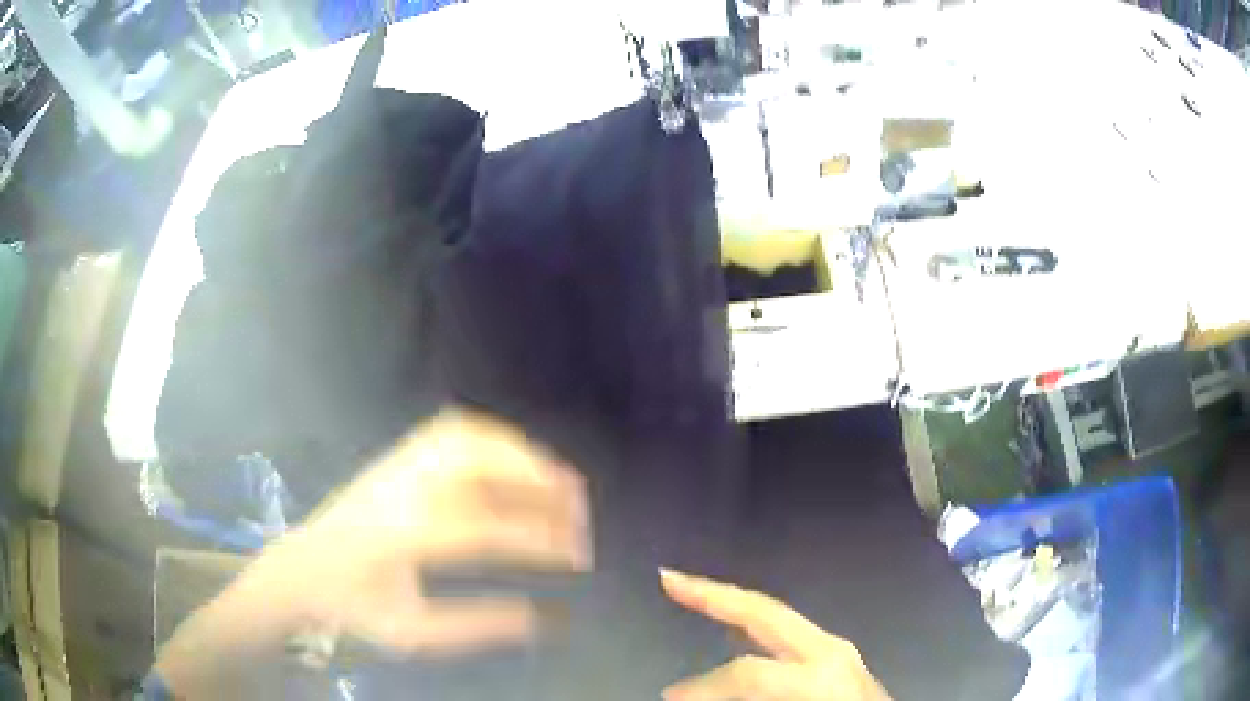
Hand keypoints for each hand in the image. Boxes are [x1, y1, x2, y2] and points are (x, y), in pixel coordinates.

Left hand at [277, 410, 591, 654]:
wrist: (301, 569)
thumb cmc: (354, 606)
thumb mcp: (413, 632)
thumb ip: (477, 625)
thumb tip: (543, 618)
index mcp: (402, 536)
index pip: (486, 529)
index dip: (540, 540)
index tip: (578, 557)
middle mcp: (402, 488)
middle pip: (482, 466)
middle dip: (541, 483)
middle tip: (580, 512)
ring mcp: (398, 463)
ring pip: (470, 438)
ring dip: (523, 453)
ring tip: (559, 481)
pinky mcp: (397, 455)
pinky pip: (453, 430)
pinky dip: (494, 438)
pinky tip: (515, 458)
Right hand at [660, 570, 891, 700]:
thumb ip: (749, 696)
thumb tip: (699, 691)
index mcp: (818, 672)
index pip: (744, 671)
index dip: (700, 687)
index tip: (666, 695)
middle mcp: (829, 649)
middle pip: (764, 611)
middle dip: (714, 594)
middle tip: (668, 577)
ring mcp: (839, 649)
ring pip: (778, 616)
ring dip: (736, 605)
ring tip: (698, 597)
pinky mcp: (841, 657)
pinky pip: (789, 632)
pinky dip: (757, 624)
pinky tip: (740, 630)